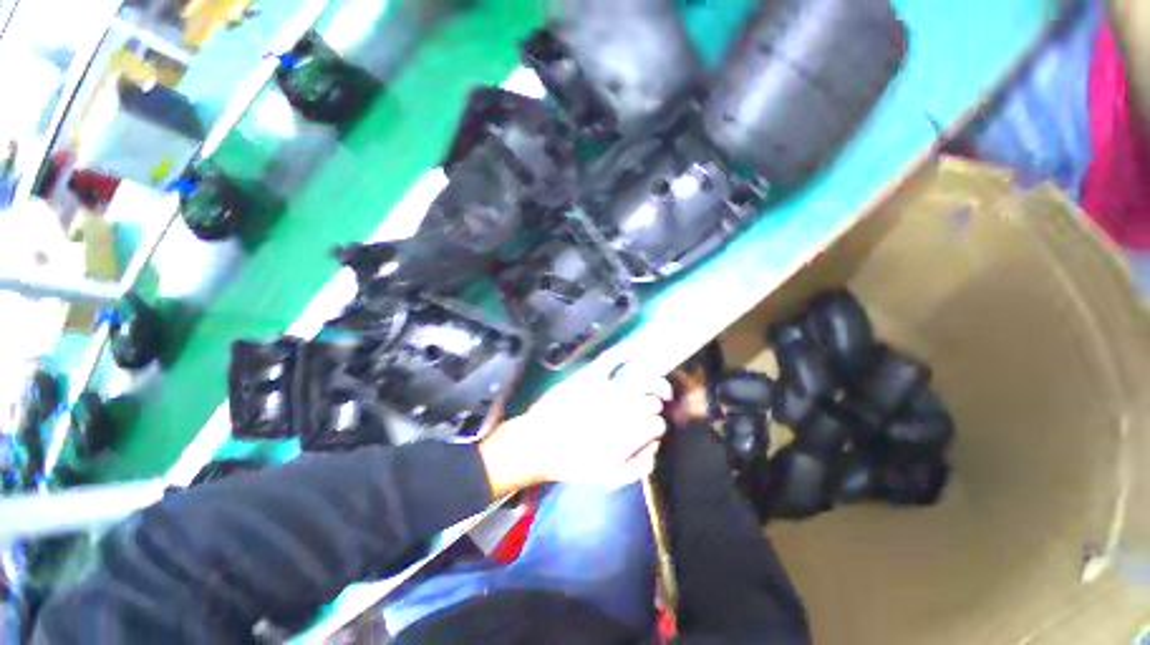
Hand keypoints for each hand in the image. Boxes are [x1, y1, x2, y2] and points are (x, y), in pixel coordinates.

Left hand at [479, 368, 672, 496]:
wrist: (536, 444)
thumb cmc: (571, 462)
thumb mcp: (608, 476)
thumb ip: (637, 466)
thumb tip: (655, 448)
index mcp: (625, 436)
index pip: (657, 424)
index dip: (657, 426)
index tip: (653, 427)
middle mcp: (620, 411)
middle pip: (652, 401)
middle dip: (656, 405)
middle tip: (653, 407)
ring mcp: (605, 390)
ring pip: (642, 379)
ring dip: (655, 382)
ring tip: (657, 386)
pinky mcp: (589, 376)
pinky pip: (611, 359)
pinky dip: (625, 354)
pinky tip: (634, 355)